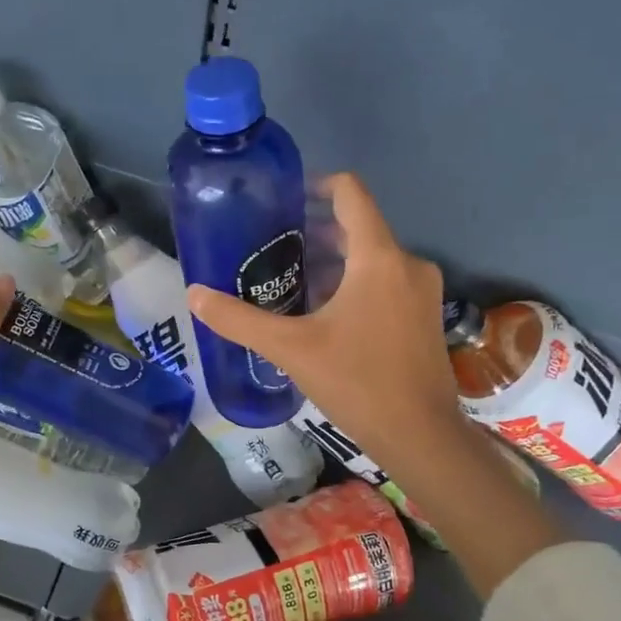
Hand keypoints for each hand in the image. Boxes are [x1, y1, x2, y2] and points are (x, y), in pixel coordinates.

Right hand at [187, 173, 461, 462]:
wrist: (420, 435)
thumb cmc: (357, 382)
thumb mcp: (290, 349)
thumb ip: (239, 320)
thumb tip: (194, 295)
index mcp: (379, 258)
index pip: (350, 194)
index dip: (316, 185)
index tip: (284, 199)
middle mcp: (408, 263)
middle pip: (358, 228)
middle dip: (316, 234)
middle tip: (273, 250)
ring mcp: (423, 292)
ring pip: (373, 259)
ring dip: (334, 264)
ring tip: (292, 283)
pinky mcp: (425, 317)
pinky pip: (387, 283)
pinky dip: (356, 285)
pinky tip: (325, 316)